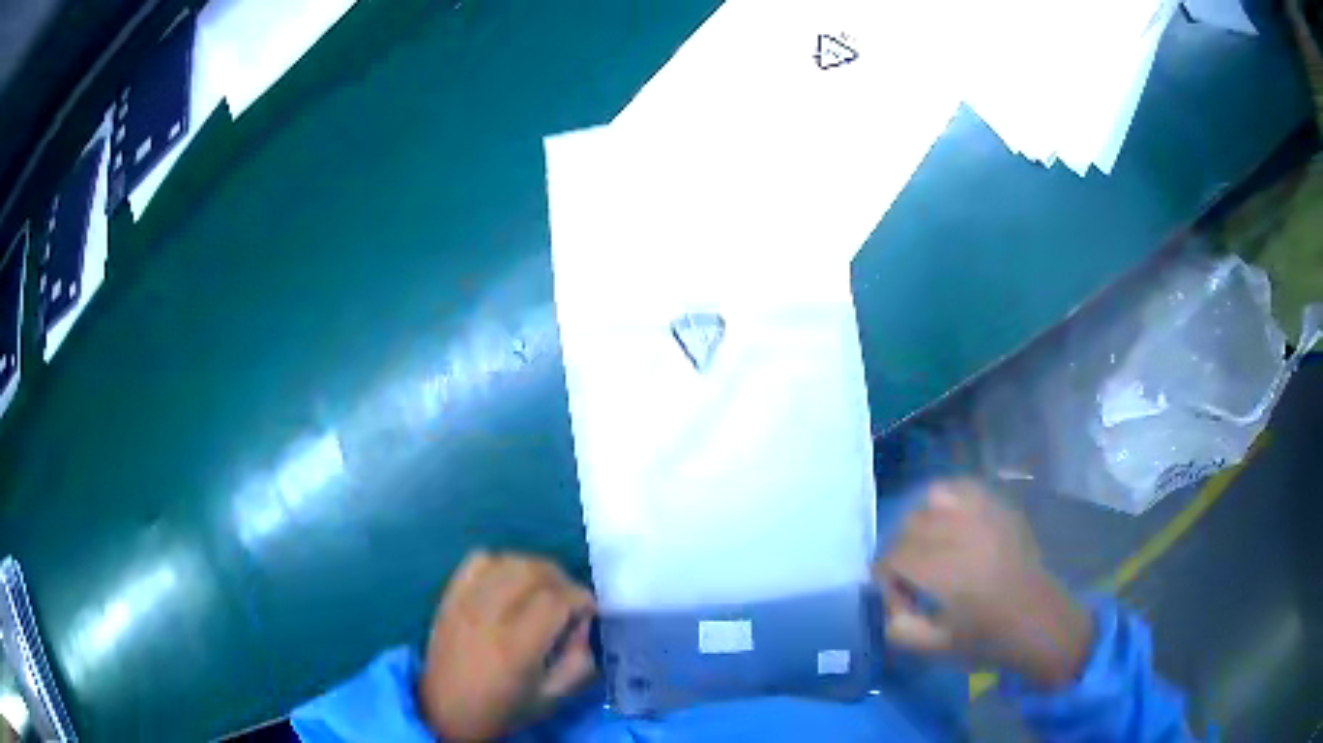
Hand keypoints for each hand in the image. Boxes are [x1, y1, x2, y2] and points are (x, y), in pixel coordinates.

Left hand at [418, 551, 596, 740]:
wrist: (447, 711)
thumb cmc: (505, 709)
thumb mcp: (553, 697)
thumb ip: (580, 660)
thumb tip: (583, 624)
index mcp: (516, 648)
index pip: (556, 601)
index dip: (581, 599)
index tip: (589, 610)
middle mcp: (488, 617)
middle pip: (531, 571)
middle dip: (561, 578)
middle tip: (569, 598)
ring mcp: (463, 603)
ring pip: (506, 561)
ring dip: (534, 568)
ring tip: (543, 588)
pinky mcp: (449, 598)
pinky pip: (476, 562)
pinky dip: (500, 564)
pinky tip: (509, 582)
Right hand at [874, 480, 1093, 688]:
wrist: (1038, 622)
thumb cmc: (987, 639)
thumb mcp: (934, 648)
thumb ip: (898, 628)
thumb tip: (888, 603)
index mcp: (946, 570)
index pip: (894, 556)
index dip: (886, 579)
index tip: (901, 600)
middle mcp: (963, 532)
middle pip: (910, 526)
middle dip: (901, 553)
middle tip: (913, 579)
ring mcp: (985, 514)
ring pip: (933, 498)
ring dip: (923, 523)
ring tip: (932, 548)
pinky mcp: (1000, 508)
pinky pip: (963, 488)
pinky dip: (948, 502)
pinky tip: (952, 524)